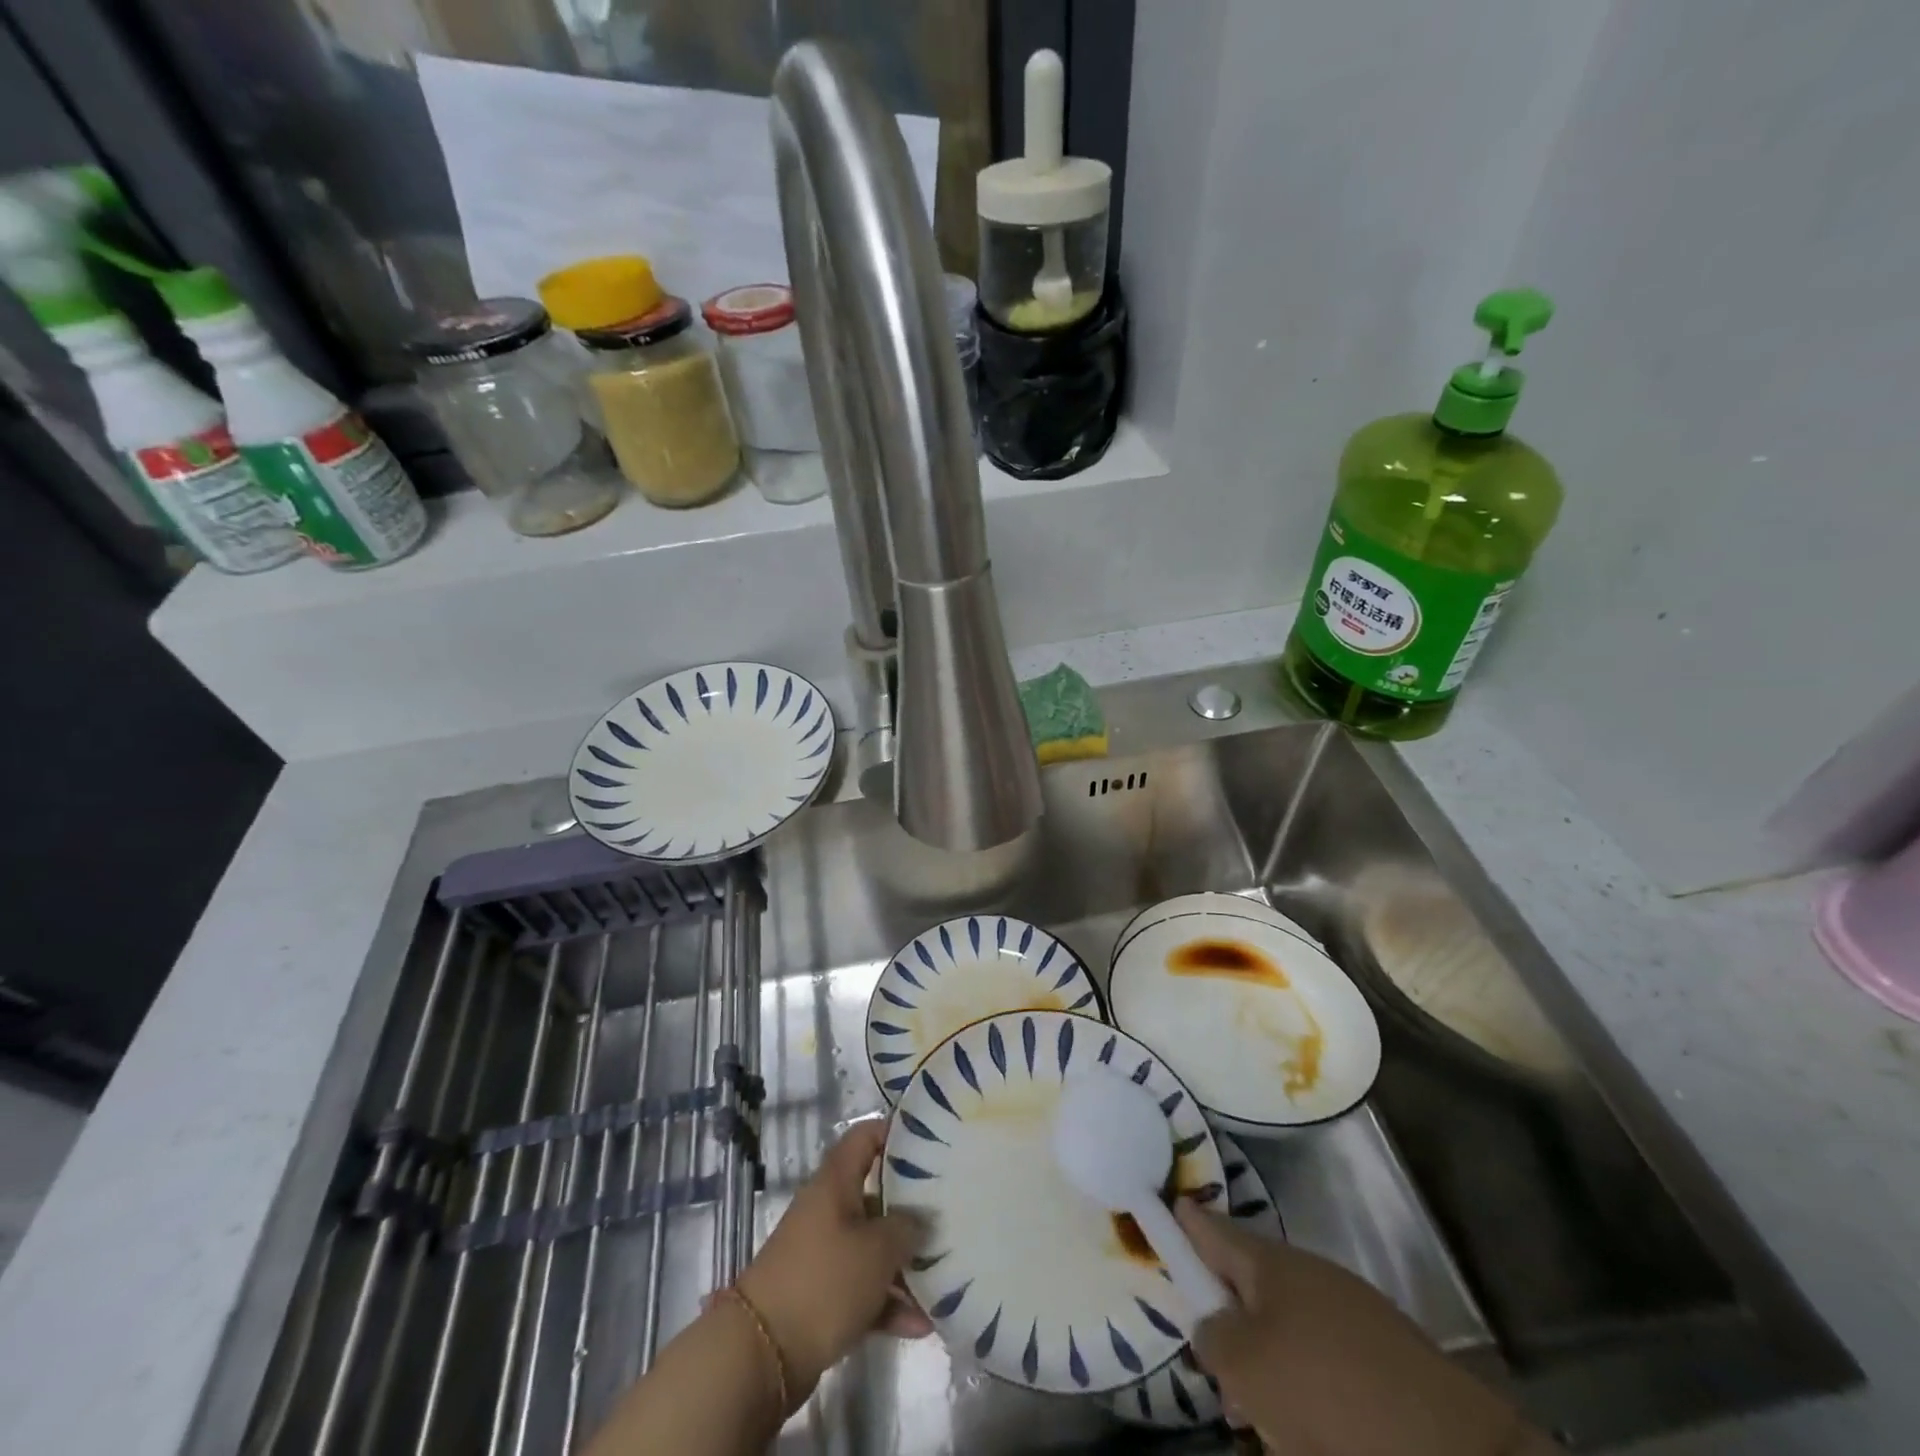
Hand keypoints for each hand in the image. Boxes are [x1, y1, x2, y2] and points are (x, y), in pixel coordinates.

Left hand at [734, 1120, 929, 1400]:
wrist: (761, 1355)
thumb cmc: (824, 1281)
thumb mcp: (877, 1250)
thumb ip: (907, 1228)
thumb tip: (921, 1220)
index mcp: (836, 1181)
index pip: (866, 1137)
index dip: (897, 1133)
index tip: (932, 1144)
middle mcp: (829, 1209)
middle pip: (876, 1195)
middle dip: (912, 1207)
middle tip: (951, 1213)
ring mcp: (825, 1253)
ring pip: (873, 1246)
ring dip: (905, 1264)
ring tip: (945, 1276)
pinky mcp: (823, 1296)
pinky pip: (864, 1289)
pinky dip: (889, 1302)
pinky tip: (922, 1324)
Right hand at [1176, 1200, 1547, 1455]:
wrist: (1449, 1447)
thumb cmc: (1326, 1391)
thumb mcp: (1245, 1366)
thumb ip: (1212, 1335)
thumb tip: (1211, 1323)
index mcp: (1272, 1262)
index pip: (1215, 1230)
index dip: (1188, 1221)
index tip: (1171, 1206)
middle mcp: (1310, 1275)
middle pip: (1251, 1284)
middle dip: (1228, 1320)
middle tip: (1215, 1369)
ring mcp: (1352, 1314)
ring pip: (1288, 1330)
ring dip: (1268, 1368)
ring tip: (1260, 1422)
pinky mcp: (1386, 1360)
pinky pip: (1325, 1362)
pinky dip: (1306, 1390)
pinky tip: (1307, 1434)